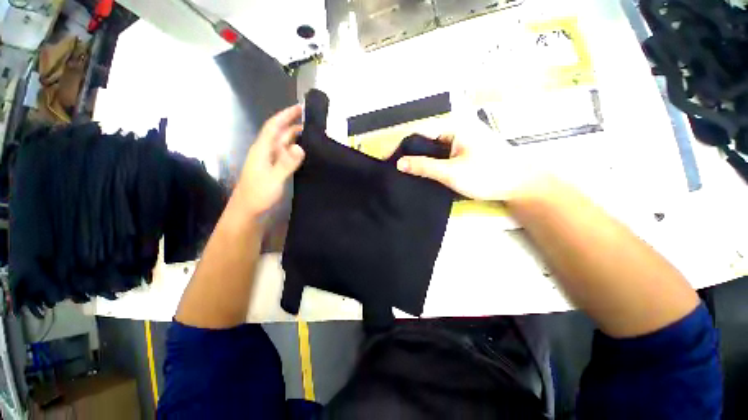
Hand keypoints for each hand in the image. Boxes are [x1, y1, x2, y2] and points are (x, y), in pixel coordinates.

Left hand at [233, 105, 304, 216]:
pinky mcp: (274, 170)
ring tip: (313, 136)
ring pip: (283, 145)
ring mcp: (270, 162)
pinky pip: (286, 156)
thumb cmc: (258, 195)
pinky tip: (304, 153)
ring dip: (295, 138)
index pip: (274, 127)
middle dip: (293, 125)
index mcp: (262, 150)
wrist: (248, 212)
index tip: (300, 107)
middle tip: (312, 123)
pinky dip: (295, 151)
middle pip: (279, 134)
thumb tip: (300, 146)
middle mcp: (266, 152)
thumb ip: (287, 163)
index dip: (286, 115)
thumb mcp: (274, 178)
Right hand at [396, 126, 535, 200]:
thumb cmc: (487, 175)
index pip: (420, 133)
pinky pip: (441, 157)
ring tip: (405, 174)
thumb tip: (399, 163)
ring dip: (421, 161)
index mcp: (454, 127)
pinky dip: (431, 165)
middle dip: (410, 155)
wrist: (521, 185)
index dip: (402, 147)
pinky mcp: (463, 153)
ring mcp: (460, 142)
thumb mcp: (451, 172)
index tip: (388, 160)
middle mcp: (456, 130)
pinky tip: (423, 174)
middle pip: (426, 141)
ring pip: (433, 150)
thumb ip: (424, 167)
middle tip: (396, 170)